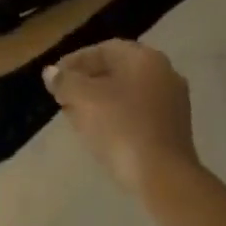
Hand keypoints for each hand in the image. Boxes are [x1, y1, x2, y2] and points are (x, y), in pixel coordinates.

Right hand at [44, 40, 199, 193]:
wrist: (162, 175)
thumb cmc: (121, 128)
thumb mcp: (83, 100)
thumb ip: (65, 81)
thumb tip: (51, 73)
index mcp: (145, 59)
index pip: (104, 49)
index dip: (75, 61)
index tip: (55, 77)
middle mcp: (165, 73)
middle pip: (118, 70)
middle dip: (87, 81)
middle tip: (63, 96)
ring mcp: (173, 102)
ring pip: (128, 93)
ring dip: (100, 100)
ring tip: (76, 115)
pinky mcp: (174, 128)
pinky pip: (139, 112)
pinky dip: (117, 115)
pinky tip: (99, 132)